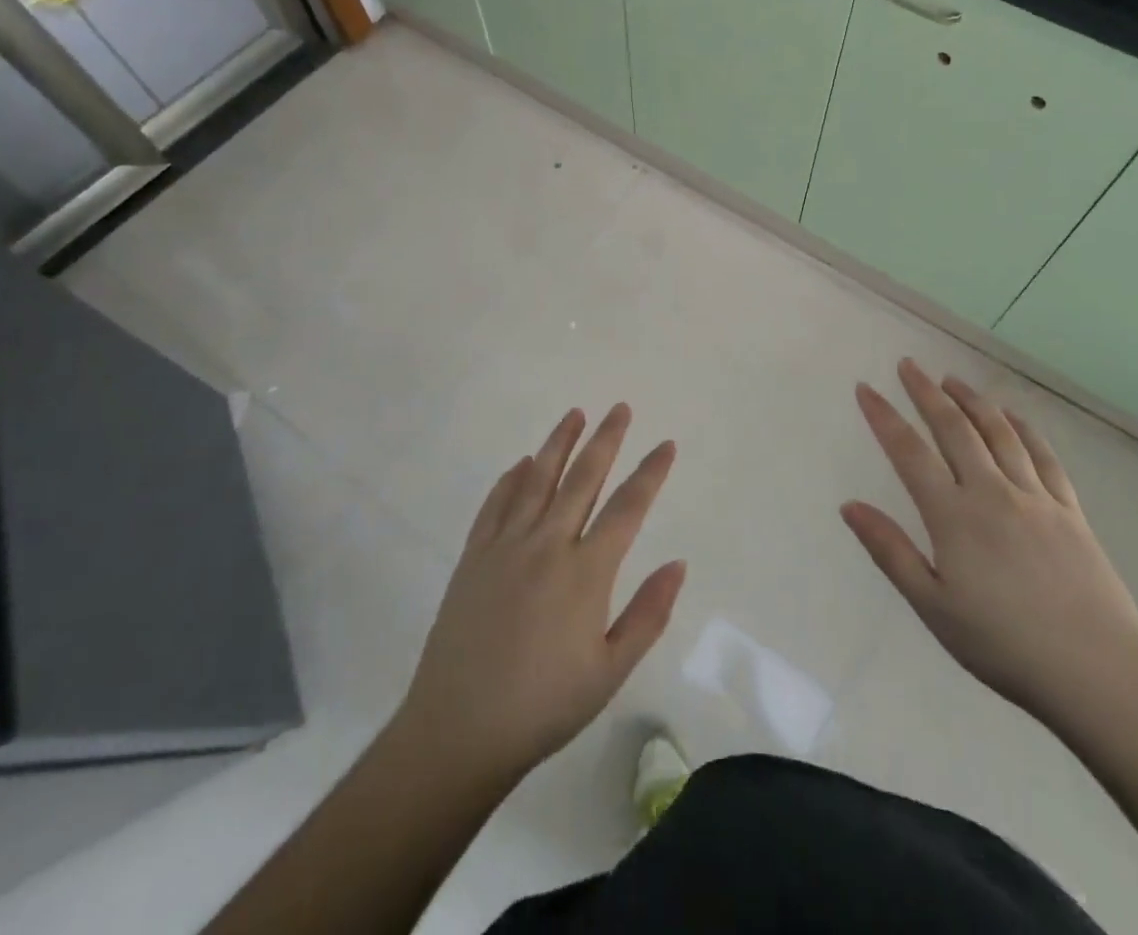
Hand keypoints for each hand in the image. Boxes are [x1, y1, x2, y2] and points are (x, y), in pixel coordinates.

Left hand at [397, 404, 686, 782]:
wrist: (459, 730)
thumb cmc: (545, 706)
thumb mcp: (610, 671)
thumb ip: (648, 613)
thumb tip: (678, 562)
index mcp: (586, 571)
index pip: (628, 508)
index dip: (650, 473)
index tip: (666, 444)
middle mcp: (547, 544)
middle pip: (583, 478)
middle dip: (606, 439)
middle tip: (620, 408)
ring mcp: (506, 545)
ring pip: (537, 479)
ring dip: (558, 442)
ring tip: (575, 414)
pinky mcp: (474, 556)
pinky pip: (495, 503)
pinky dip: (511, 478)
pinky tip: (522, 463)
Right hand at [842, 359, 1137, 726]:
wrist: (1098, 672)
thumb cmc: (1004, 645)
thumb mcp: (933, 607)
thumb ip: (890, 551)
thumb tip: (849, 505)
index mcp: (953, 516)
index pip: (909, 452)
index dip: (884, 417)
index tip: (866, 388)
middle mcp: (991, 492)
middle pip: (953, 428)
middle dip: (926, 392)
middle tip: (909, 365)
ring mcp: (1035, 497)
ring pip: (998, 432)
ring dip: (972, 400)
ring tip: (952, 379)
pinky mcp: (1070, 509)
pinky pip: (1043, 455)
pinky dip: (1023, 428)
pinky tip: (1011, 416)